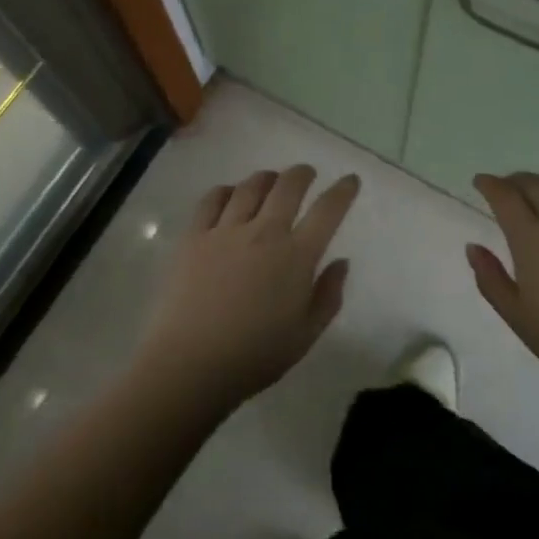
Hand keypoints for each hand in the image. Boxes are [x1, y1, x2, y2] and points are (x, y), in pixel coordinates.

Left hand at [137, 165, 357, 411]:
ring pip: (251, 186)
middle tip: (307, 174)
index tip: (349, 180)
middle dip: (303, 173)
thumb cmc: (254, 357)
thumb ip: (328, 296)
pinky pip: (212, 199)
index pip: (327, 211)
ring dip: (267, 178)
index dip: (342, 191)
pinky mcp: (194, 236)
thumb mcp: (305, 335)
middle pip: (288, 186)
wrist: (189, 364)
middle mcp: (264, 232)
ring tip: (271, 180)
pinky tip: (230, 195)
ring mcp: (226, 230)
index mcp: (296, 256)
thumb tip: (341, 262)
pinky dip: (227, 190)